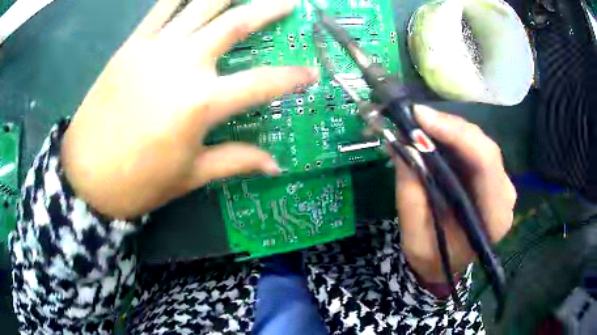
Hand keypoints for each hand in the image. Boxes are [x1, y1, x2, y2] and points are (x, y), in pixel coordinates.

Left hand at [61, 0, 316, 218]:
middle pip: (236, 23)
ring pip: (200, 4)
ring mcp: (155, 48)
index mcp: (201, 103)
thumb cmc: (138, 182)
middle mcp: (183, 64)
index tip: (311, 73)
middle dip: (270, 8)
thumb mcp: (190, 176)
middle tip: (291, 1)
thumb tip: (276, 165)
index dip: (293, 78)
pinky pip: (160, 8)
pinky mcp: (132, 45)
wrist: (86, 175)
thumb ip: (236, 161)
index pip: (263, 83)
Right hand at [396, 105, 515, 287]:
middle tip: (414, 117)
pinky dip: (451, 137)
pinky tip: (432, 134)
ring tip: (419, 125)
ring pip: (478, 142)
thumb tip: (401, 144)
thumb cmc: (433, 258)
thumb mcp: (414, 236)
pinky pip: (473, 147)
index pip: (486, 163)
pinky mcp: (490, 175)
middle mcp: (505, 195)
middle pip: (484, 147)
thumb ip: (411, 193)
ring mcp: (500, 183)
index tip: (420, 118)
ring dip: (448, 129)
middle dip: (449, 127)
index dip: (456, 133)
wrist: (446, 263)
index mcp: (494, 217)